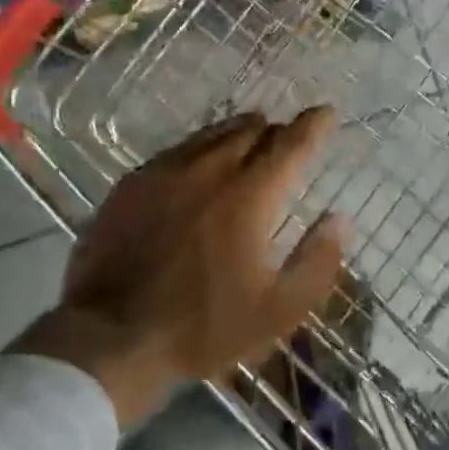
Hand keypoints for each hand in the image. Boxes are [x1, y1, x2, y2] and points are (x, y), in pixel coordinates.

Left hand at [14, 108, 344, 426]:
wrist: (110, 338)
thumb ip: (317, 262)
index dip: (313, 125)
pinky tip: (197, 163)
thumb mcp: (277, 311)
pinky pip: (176, 150)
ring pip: (211, 135)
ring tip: (248, 138)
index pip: (290, 144)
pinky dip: (199, 148)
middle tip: (285, 139)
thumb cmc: (202, 327)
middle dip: (274, 130)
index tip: (325, 112)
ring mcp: (165, 173)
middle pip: (250, 131)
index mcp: (249, 196)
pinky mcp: (132, 184)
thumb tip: (339, 219)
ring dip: (237, 133)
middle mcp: (209, 170)